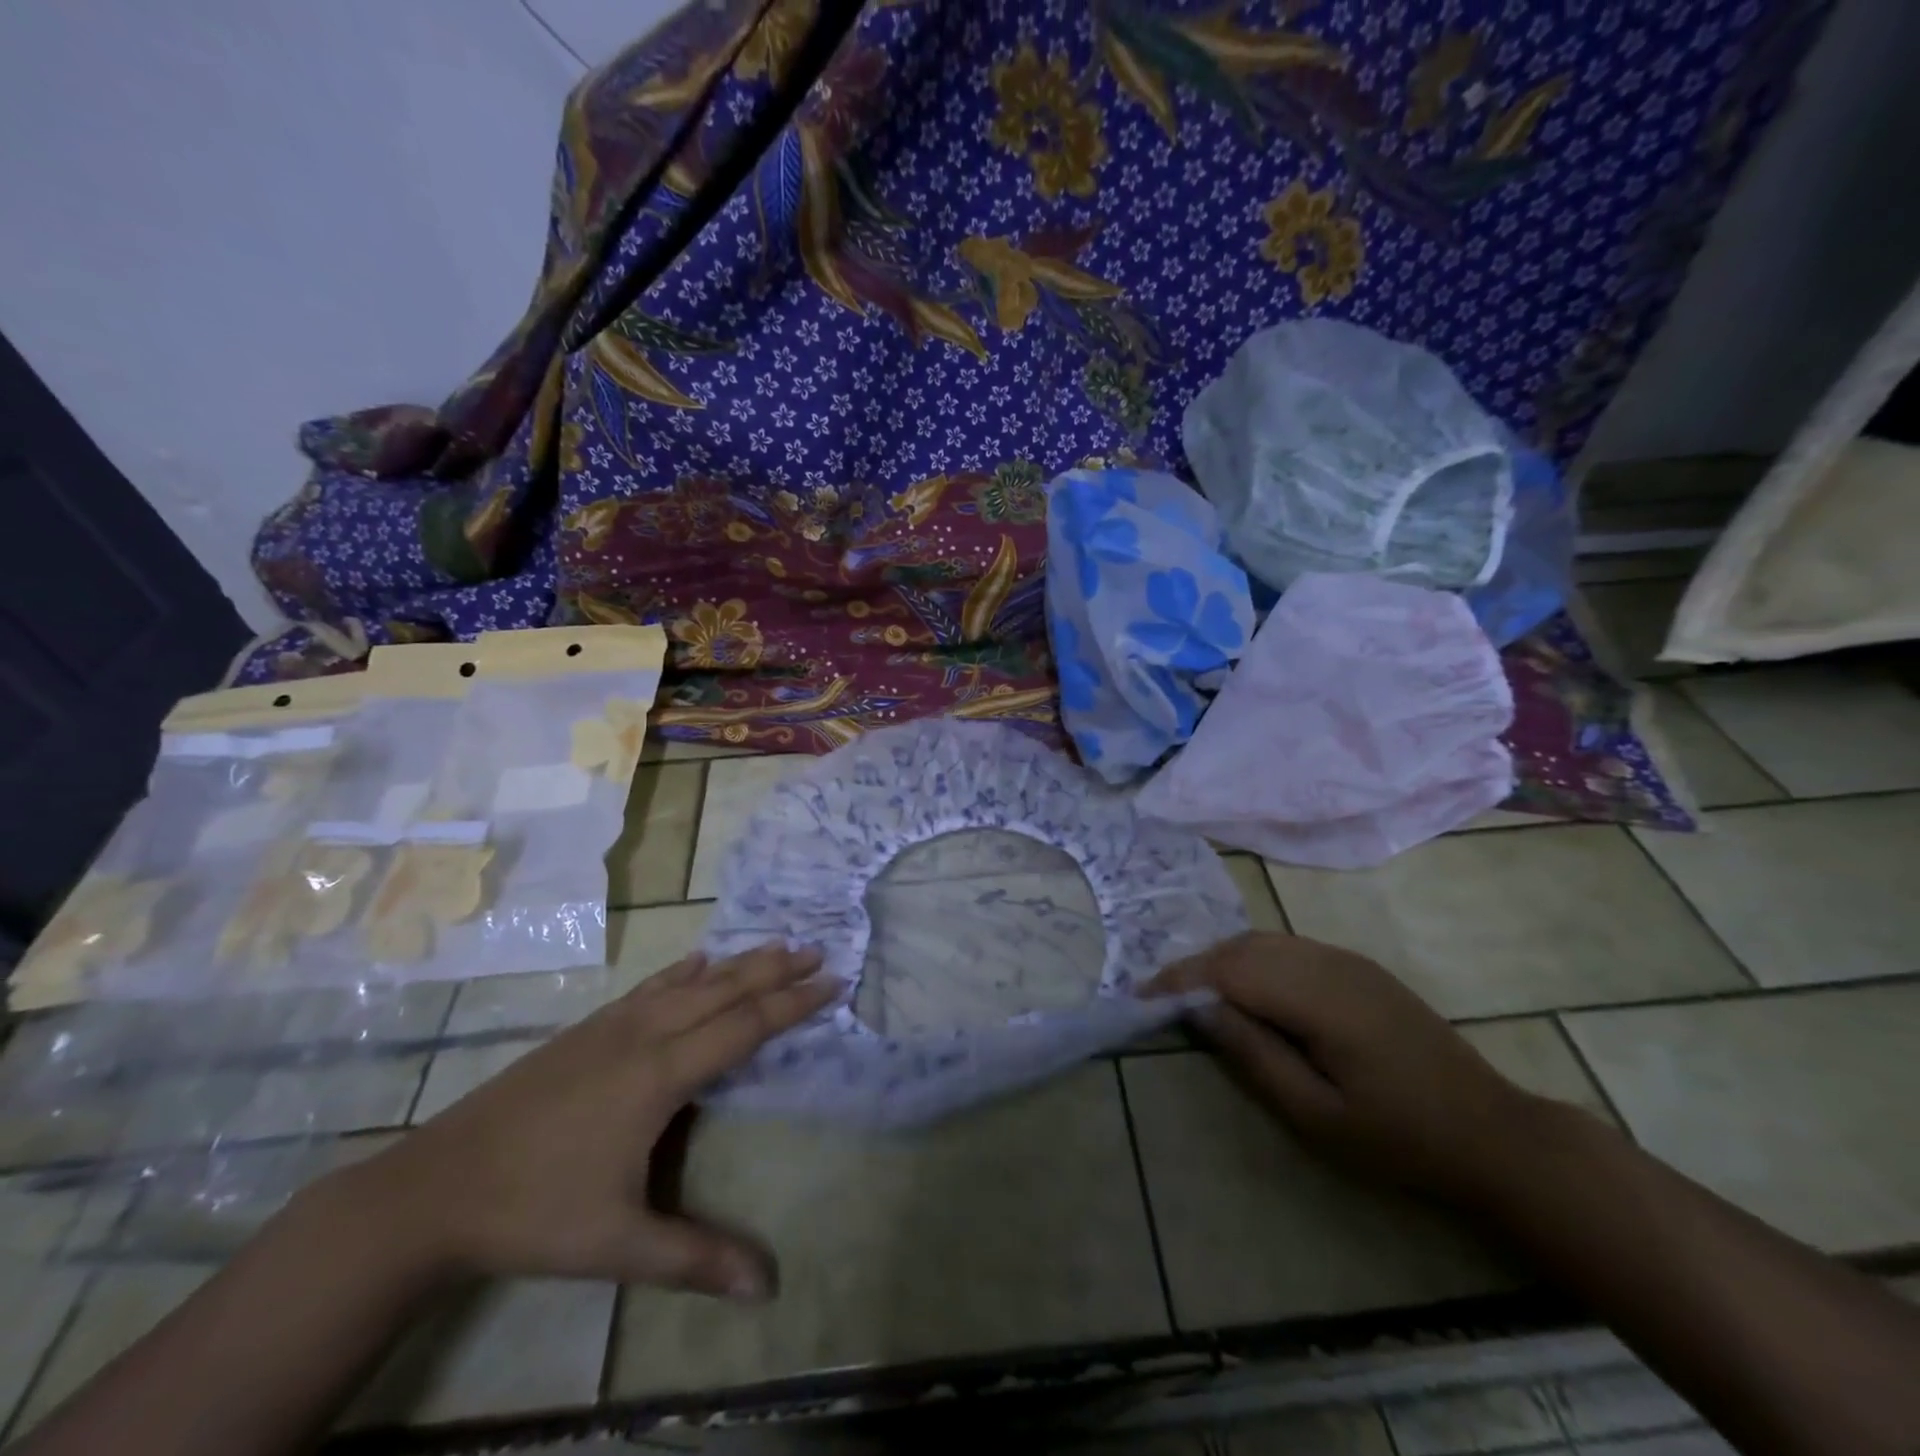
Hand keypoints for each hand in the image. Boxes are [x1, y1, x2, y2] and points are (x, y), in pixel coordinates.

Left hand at [325, 944, 835, 1298]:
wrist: (434, 1189)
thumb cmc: (535, 1212)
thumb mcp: (619, 1244)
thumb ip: (695, 1259)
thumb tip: (768, 1287)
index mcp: (660, 1074)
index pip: (743, 1026)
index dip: (791, 1003)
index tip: (831, 981)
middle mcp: (644, 1035)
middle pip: (723, 990)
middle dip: (774, 970)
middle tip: (817, 950)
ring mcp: (611, 1026)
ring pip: (689, 982)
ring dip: (737, 962)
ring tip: (774, 945)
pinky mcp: (586, 1030)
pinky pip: (650, 987)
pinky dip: (683, 970)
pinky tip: (695, 961)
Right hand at [1147, 931, 1547, 1207]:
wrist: (1493, 1132)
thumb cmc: (1400, 1138)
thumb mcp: (1318, 1115)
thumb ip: (1254, 1055)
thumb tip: (1200, 1010)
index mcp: (1321, 998)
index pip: (1231, 970)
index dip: (1181, 979)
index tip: (1141, 996)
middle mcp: (1330, 963)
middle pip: (1243, 947)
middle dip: (1195, 966)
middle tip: (1159, 996)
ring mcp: (1347, 960)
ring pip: (1264, 941)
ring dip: (1221, 960)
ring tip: (1193, 993)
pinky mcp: (1358, 967)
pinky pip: (1288, 948)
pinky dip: (1251, 959)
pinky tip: (1245, 988)